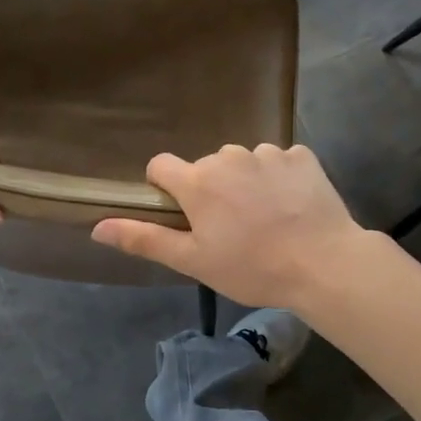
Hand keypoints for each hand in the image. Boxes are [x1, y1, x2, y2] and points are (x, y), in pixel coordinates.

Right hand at [91, 144, 367, 311]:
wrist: (324, 264)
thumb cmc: (252, 268)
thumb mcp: (193, 261)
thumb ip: (144, 239)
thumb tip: (97, 227)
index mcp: (197, 180)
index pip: (160, 165)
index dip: (164, 188)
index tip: (182, 214)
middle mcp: (228, 156)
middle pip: (205, 167)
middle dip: (211, 190)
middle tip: (232, 229)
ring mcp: (268, 152)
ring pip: (243, 163)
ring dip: (246, 183)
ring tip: (266, 220)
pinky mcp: (302, 155)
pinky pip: (279, 161)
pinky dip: (279, 179)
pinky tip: (292, 207)